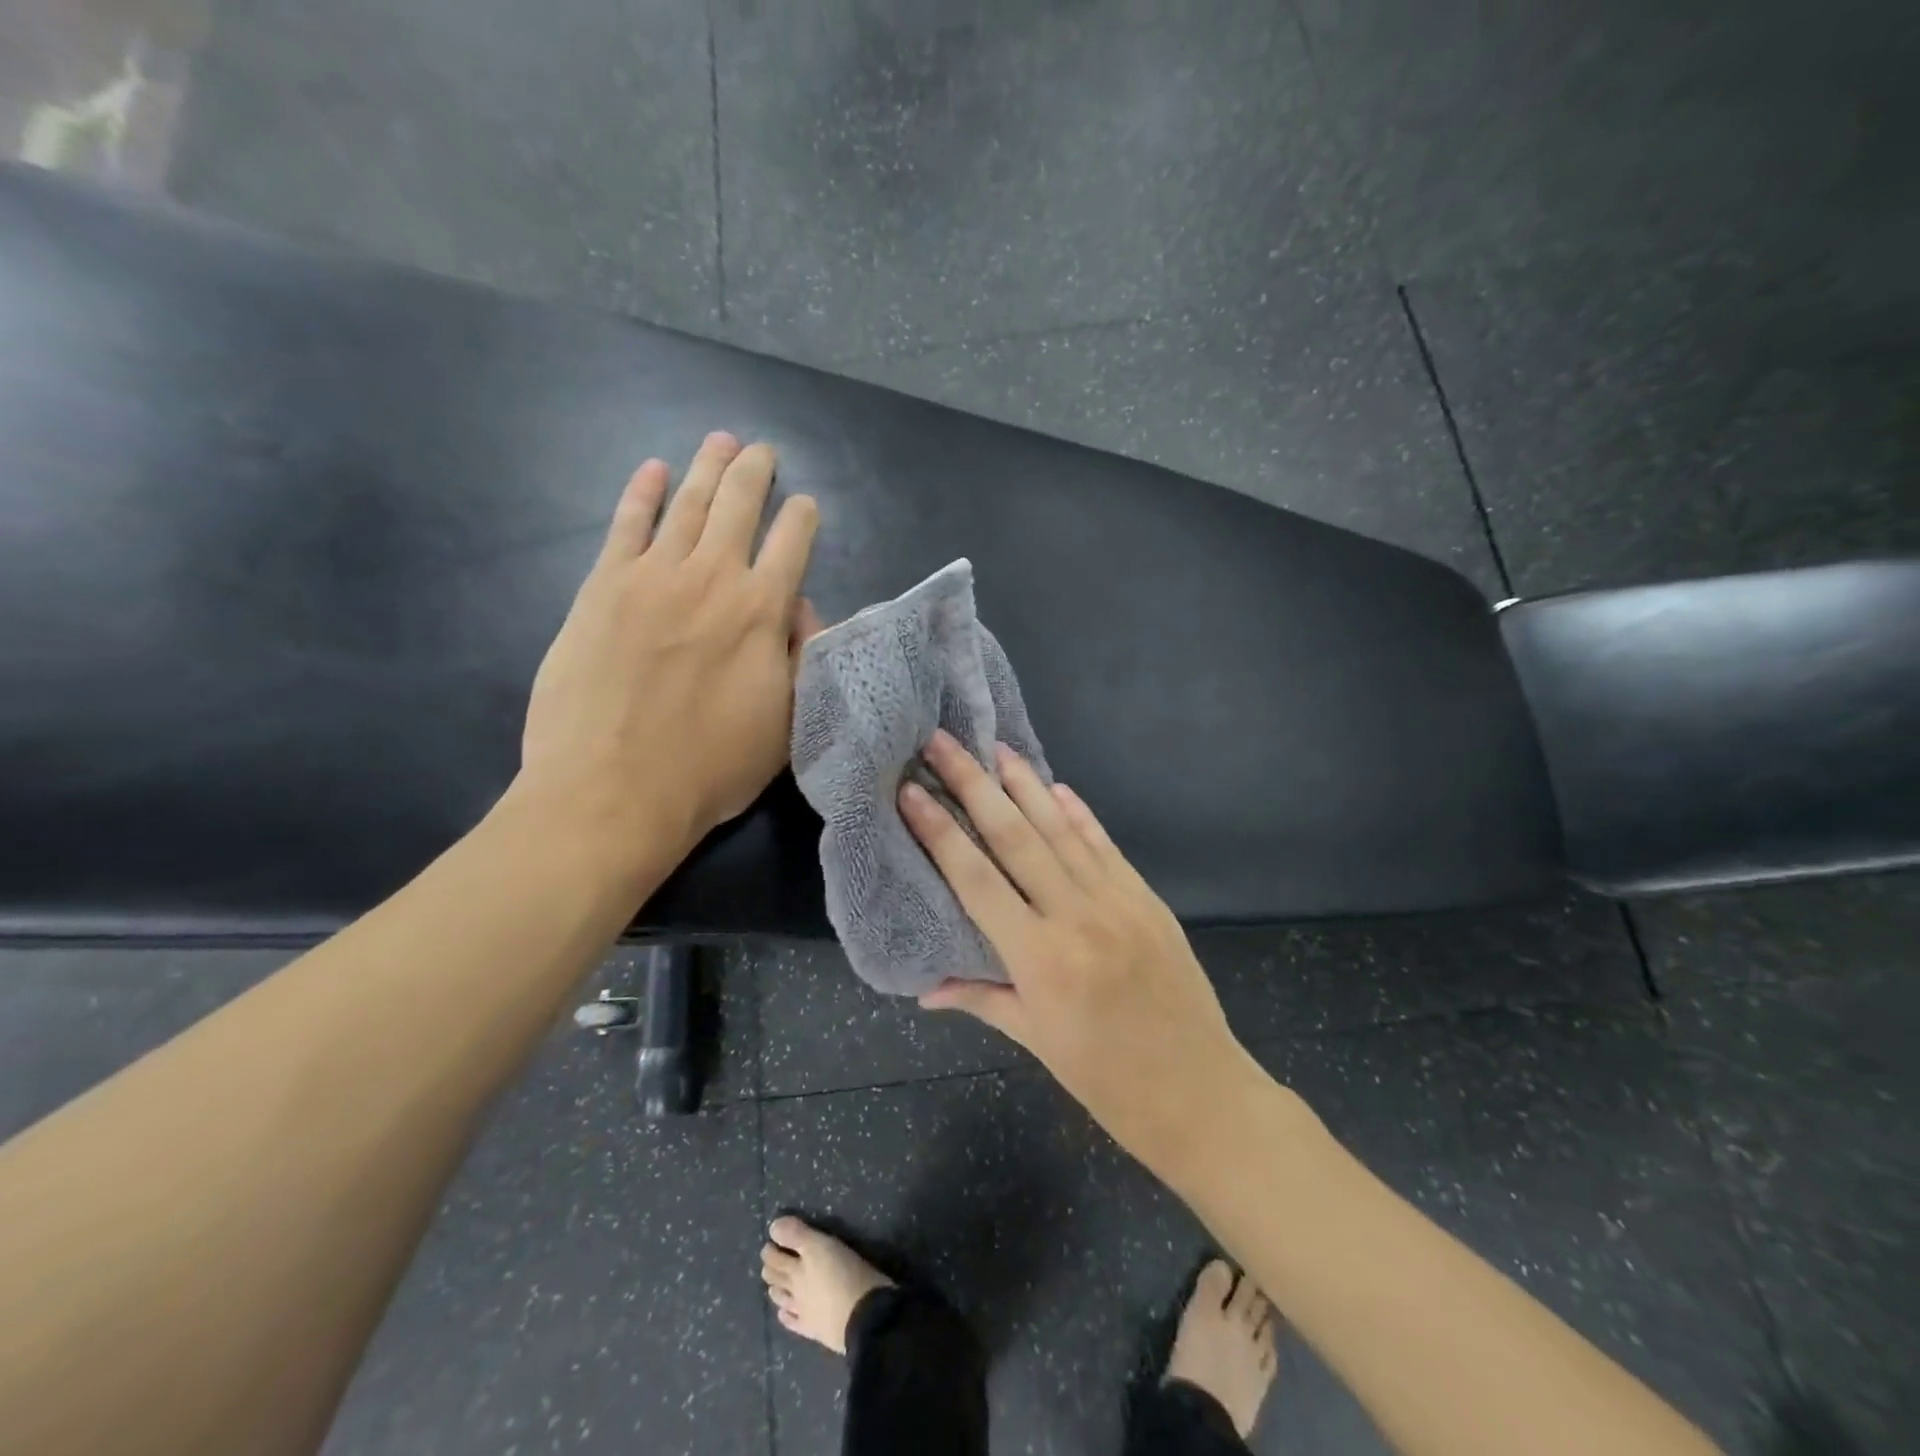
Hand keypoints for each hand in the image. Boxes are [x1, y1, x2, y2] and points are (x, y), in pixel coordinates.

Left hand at [519, 432, 819, 873]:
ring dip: (707, 468)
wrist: (612, 791)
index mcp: (762, 612)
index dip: (802, 519)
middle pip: (739, 506)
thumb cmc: (710, 768)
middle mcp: (712, 578)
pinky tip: (653, 471)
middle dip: (755, 473)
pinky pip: (625, 525)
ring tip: (721, 441)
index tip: (805, 505)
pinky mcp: (601, 588)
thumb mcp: (784, 725)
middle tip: (762, 450)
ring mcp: (652, 577)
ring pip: (687, 505)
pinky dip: (641, 493)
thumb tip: (798, 610)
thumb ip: (798, 658)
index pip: (791, 544)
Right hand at [899, 730, 1259, 1174]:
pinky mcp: (1147, 898)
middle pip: (1015, 837)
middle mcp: (1076, 916)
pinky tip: (1058, 787)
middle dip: (974, 784)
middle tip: (943, 743)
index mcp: (1040, 959)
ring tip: (995, 747)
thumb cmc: (1108, 1081)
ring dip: (1025, 784)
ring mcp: (1118, 901)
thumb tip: (924, 988)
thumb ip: (982, 999)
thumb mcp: (1037, 1042)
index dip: (940, 831)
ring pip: (1061, 829)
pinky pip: (1105, 845)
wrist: (1201, 1093)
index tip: (912, 791)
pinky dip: (1079, 813)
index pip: (976, 880)